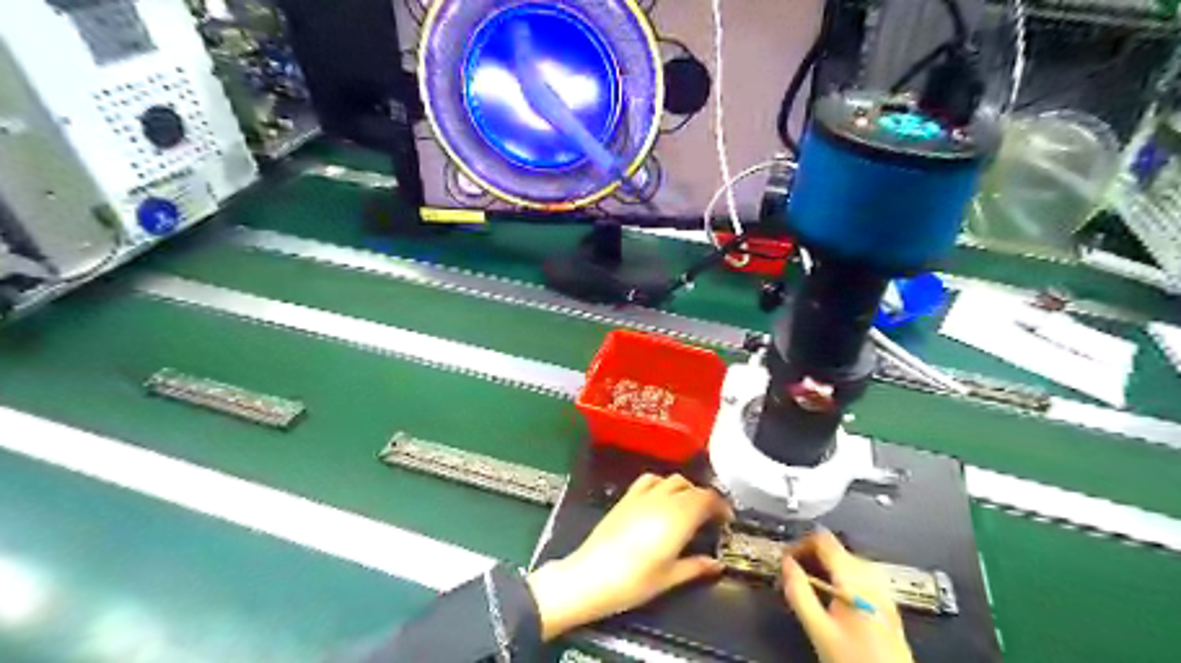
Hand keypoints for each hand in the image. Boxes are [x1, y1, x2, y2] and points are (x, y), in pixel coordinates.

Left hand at [526, 473, 730, 640]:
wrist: (591, 576)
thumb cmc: (634, 581)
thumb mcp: (670, 578)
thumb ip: (696, 566)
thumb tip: (717, 564)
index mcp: (679, 517)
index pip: (707, 498)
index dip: (721, 506)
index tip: (727, 520)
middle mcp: (663, 499)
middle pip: (692, 487)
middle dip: (706, 499)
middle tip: (711, 519)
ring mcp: (643, 495)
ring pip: (673, 480)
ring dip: (686, 489)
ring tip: (689, 508)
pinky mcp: (627, 497)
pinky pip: (650, 479)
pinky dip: (663, 484)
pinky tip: (662, 499)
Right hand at [783, 530, 912, 662]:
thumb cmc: (854, 658)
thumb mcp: (819, 629)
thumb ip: (799, 592)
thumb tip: (785, 563)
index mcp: (854, 576)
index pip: (822, 539)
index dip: (799, 544)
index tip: (784, 561)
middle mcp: (870, 574)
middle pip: (832, 548)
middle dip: (808, 558)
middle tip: (790, 579)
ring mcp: (880, 586)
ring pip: (842, 561)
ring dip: (821, 568)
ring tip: (805, 589)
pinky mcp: (884, 599)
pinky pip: (854, 574)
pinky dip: (835, 578)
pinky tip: (827, 598)